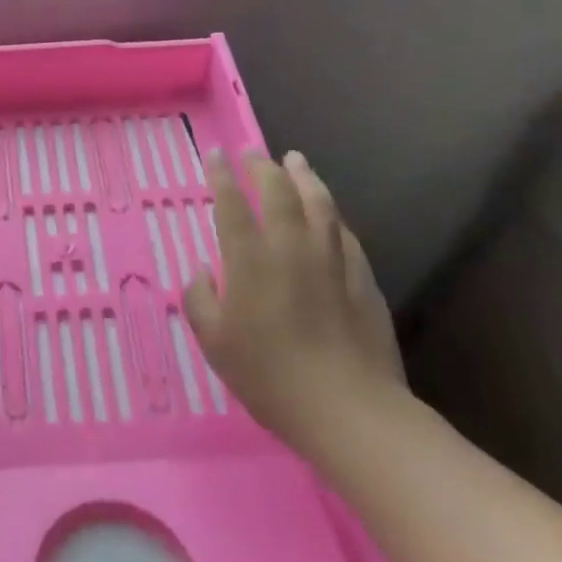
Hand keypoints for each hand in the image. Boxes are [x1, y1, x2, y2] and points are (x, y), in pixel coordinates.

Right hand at [183, 150, 405, 464]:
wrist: (348, 408)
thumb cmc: (269, 376)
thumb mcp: (214, 342)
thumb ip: (199, 298)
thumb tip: (203, 270)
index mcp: (250, 260)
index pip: (232, 203)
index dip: (222, 175)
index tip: (216, 154)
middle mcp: (290, 248)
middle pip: (279, 192)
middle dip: (263, 167)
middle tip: (254, 152)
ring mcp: (331, 260)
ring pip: (319, 203)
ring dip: (304, 177)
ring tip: (296, 160)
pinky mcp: (362, 278)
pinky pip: (345, 233)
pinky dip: (332, 214)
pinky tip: (329, 212)